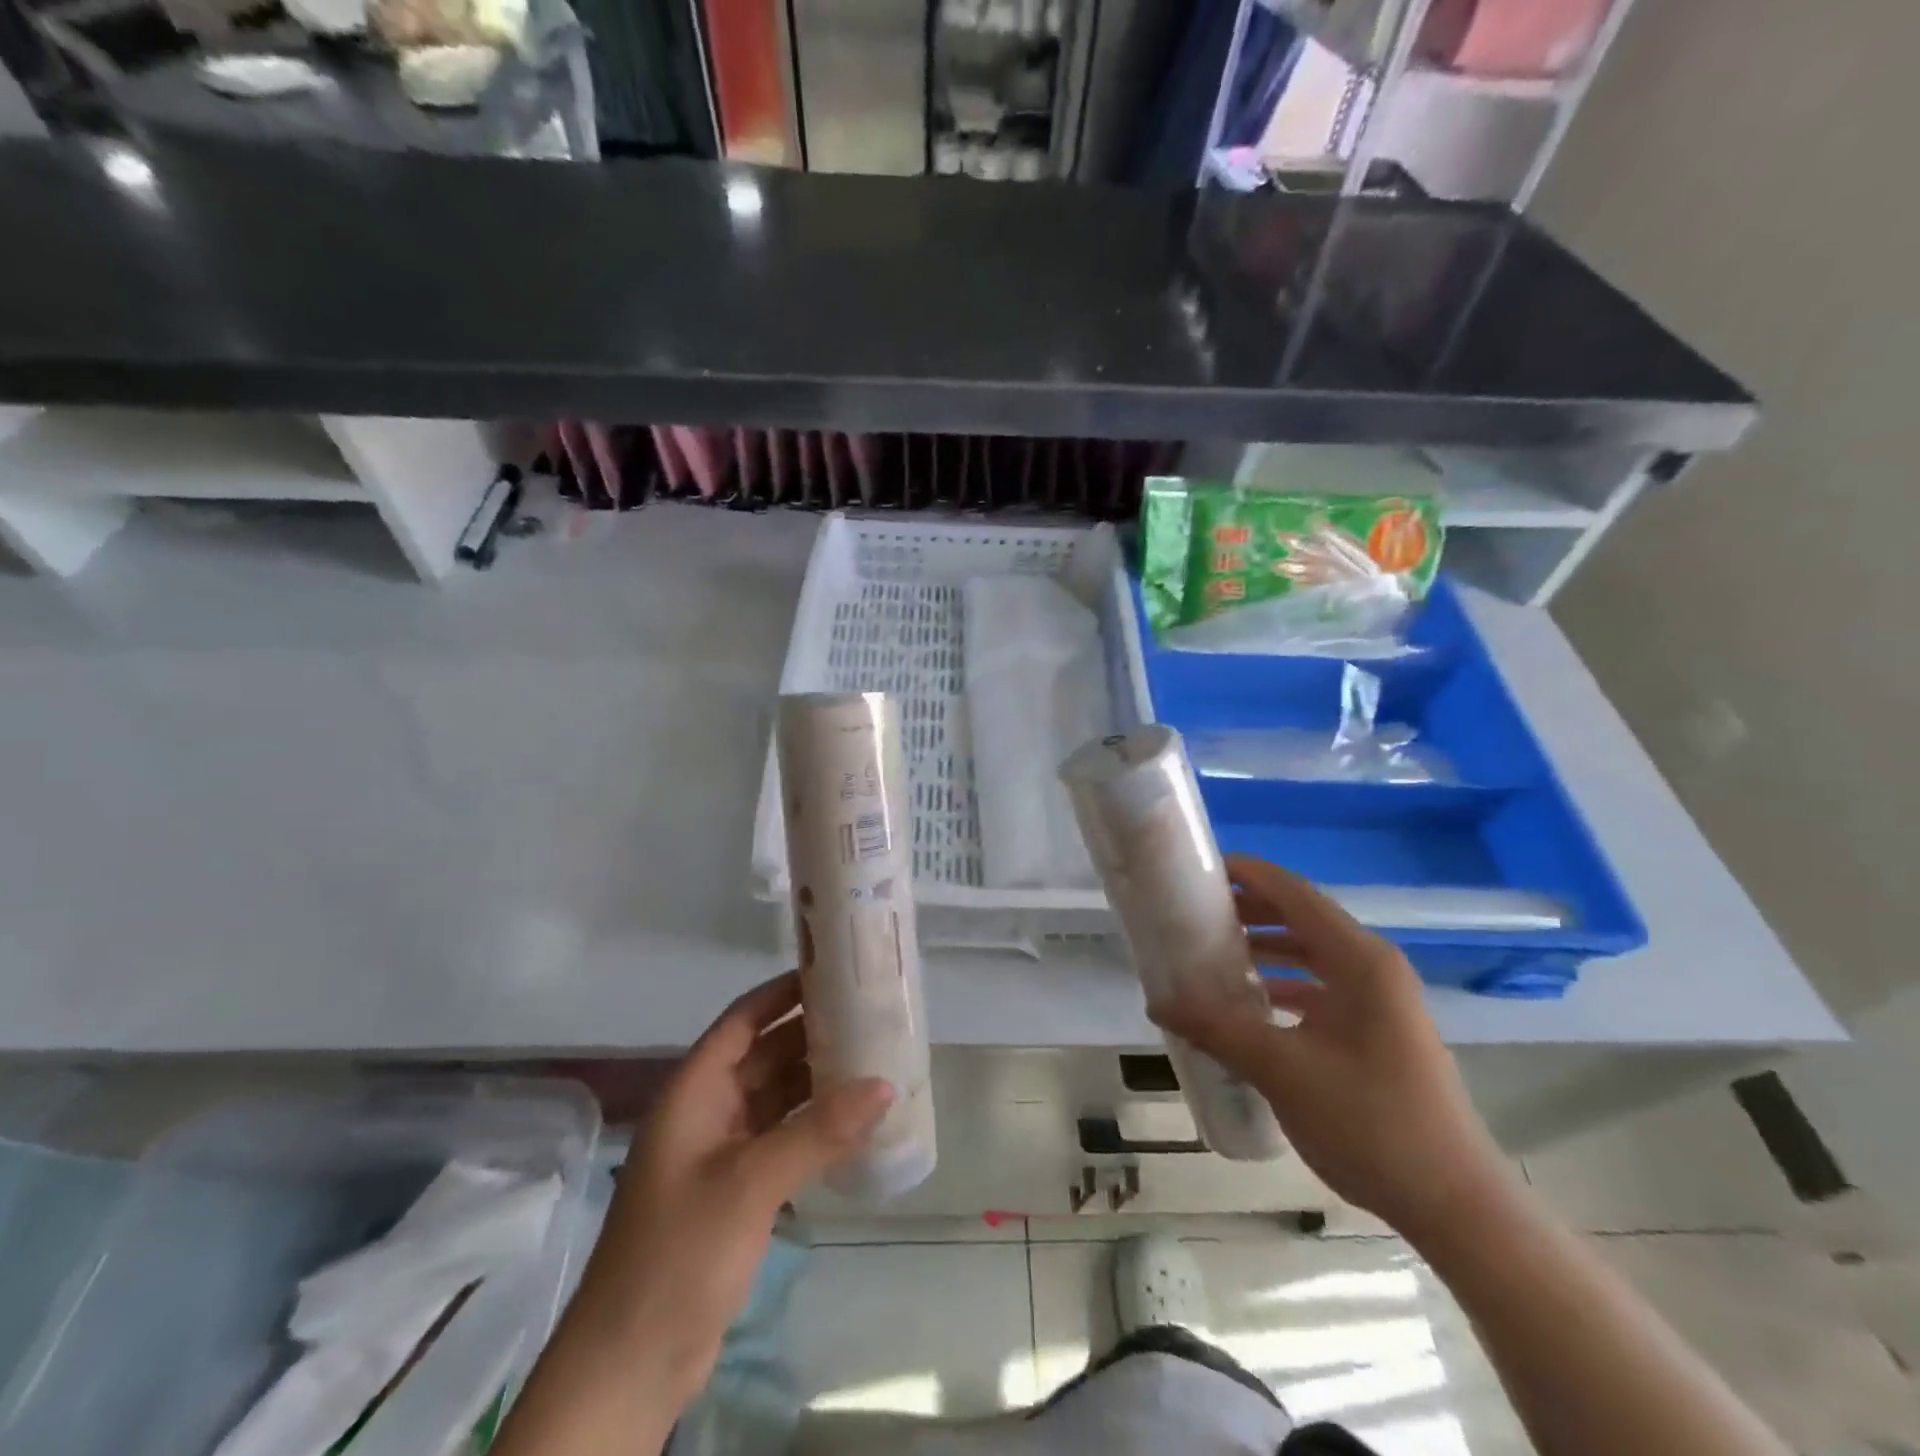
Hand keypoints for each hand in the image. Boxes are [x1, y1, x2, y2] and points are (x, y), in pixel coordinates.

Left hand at [578, 973, 891, 1406]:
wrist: (630, 1365)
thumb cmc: (679, 1253)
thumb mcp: (750, 1183)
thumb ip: (818, 1131)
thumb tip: (884, 1084)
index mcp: (695, 1092)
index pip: (741, 1020)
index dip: (781, 992)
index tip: (831, 973)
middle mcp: (707, 1112)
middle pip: (764, 1055)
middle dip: (811, 1035)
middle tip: (869, 1016)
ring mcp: (720, 1153)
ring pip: (776, 1098)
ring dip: (817, 1081)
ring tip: (873, 1060)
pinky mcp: (736, 1191)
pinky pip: (781, 1139)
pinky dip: (814, 1126)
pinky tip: (855, 1123)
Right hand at [1150, 854, 1511, 1241]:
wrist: (1455, 1205)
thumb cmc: (1372, 1123)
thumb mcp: (1283, 1070)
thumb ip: (1217, 1028)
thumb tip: (1157, 1001)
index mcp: (1360, 960)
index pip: (1294, 893)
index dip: (1248, 874)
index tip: (1199, 869)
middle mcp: (1373, 968)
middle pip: (1302, 918)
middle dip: (1249, 910)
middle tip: (1193, 912)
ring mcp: (1379, 1001)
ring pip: (1311, 953)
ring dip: (1264, 947)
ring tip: (1211, 951)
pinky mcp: (1376, 1031)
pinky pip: (1320, 987)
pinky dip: (1282, 983)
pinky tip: (1249, 1003)